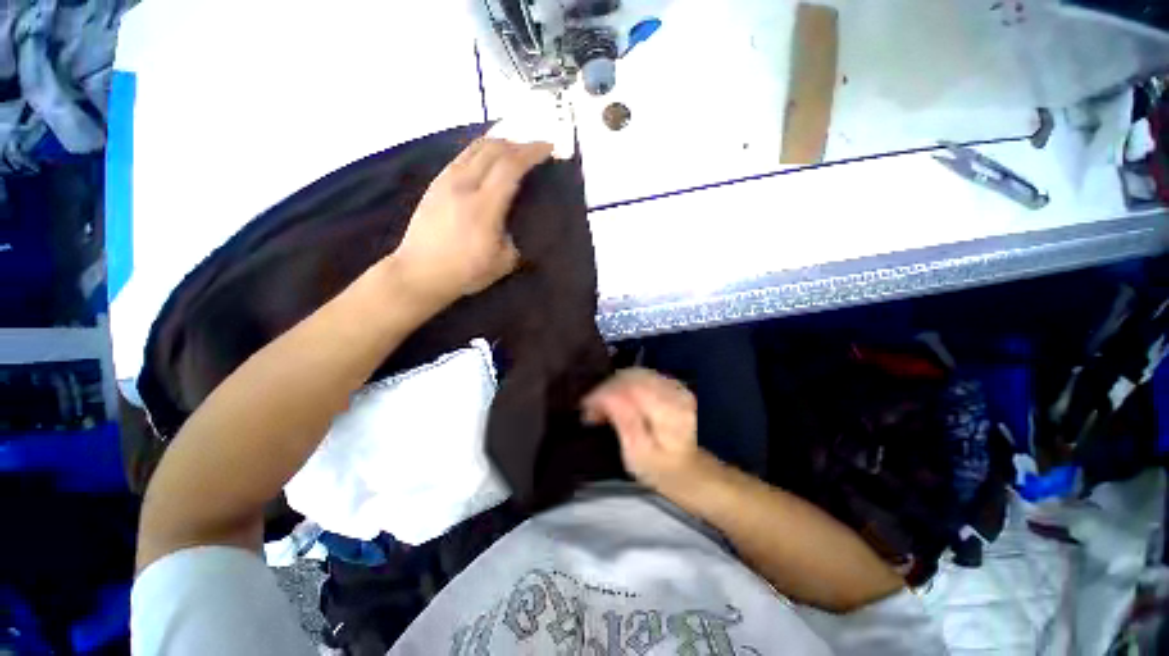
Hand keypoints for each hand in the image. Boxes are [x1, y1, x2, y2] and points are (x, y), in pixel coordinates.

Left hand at [390, 138, 553, 309]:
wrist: (420, 273)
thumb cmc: (465, 272)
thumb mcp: (504, 262)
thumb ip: (517, 236)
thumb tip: (522, 220)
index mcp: (483, 206)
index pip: (510, 166)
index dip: (532, 152)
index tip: (549, 148)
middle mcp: (463, 185)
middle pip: (494, 148)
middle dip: (519, 143)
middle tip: (536, 149)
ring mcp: (446, 181)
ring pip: (475, 147)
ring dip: (500, 143)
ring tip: (515, 149)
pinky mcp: (436, 183)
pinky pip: (463, 155)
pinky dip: (482, 150)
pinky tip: (489, 159)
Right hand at [582, 368, 706, 492]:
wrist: (686, 468)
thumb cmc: (658, 468)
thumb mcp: (638, 454)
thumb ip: (624, 422)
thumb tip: (606, 398)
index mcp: (670, 413)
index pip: (632, 388)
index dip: (605, 392)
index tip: (587, 406)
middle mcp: (676, 393)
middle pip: (633, 377)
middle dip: (607, 387)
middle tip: (591, 407)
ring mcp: (675, 386)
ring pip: (636, 372)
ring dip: (613, 384)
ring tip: (601, 403)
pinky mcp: (671, 384)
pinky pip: (642, 374)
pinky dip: (624, 382)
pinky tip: (616, 397)